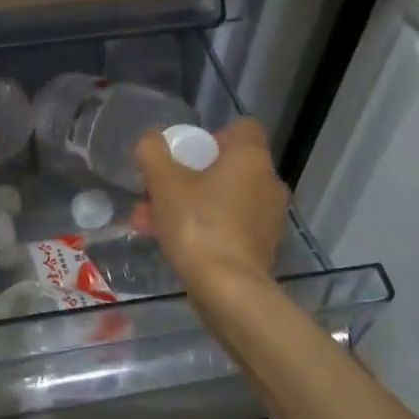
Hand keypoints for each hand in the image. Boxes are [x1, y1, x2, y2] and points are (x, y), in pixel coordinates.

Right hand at [134, 118, 289, 293]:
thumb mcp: (164, 182)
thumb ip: (153, 152)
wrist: (228, 290)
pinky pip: (229, 225)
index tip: (185, 155)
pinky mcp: (263, 247)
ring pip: (223, 198)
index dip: (211, 137)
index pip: (242, 129)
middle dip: (186, 177)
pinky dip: (204, 228)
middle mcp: (268, 182)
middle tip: (155, 192)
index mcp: (251, 158)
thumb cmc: (198, 224)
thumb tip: (151, 139)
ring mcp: (269, 217)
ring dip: (188, 204)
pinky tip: (171, 243)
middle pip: (225, 167)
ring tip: (149, 221)